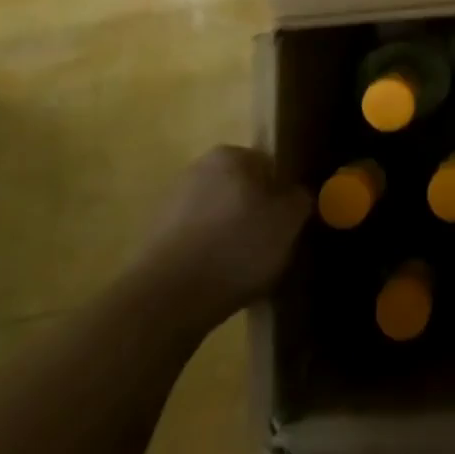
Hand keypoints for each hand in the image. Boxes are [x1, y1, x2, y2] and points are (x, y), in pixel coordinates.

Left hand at [137, 146, 310, 319]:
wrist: (167, 299)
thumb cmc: (237, 247)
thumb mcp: (288, 221)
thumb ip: (300, 199)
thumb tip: (297, 195)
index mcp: (231, 155)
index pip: (270, 166)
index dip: (284, 195)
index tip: (290, 224)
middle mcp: (199, 168)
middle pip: (242, 189)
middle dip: (256, 213)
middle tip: (271, 246)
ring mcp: (172, 203)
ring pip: (218, 215)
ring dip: (231, 235)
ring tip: (245, 269)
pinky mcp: (155, 239)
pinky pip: (196, 241)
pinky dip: (209, 255)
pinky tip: (218, 280)